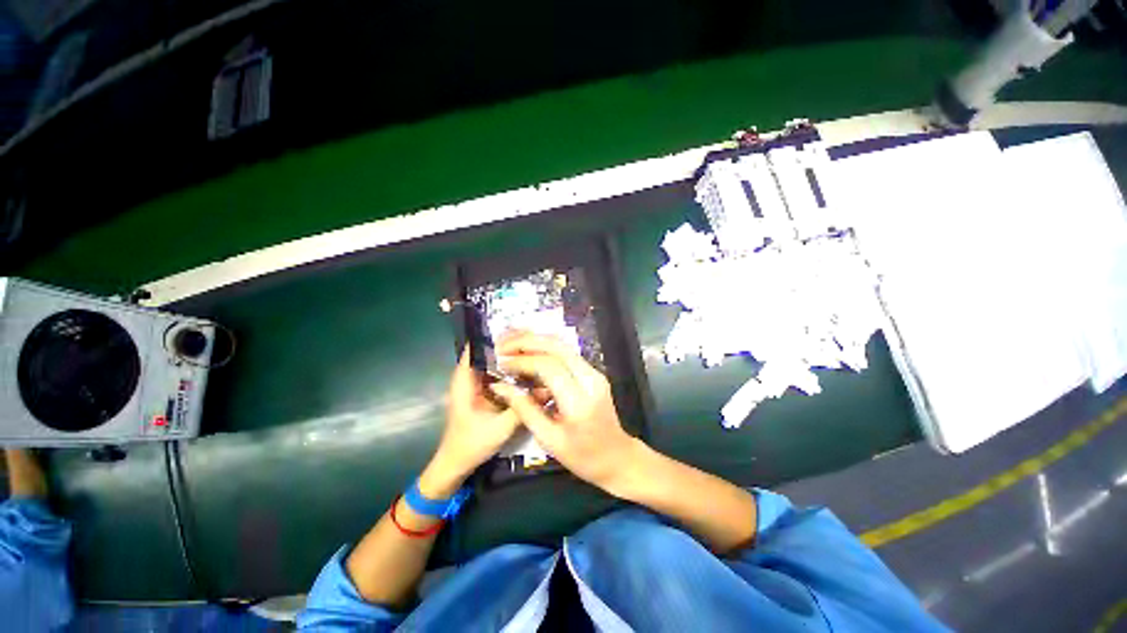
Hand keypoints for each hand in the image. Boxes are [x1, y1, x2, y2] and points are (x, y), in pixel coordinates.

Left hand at [420, 348, 520, 497]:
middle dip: (506, 346)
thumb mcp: (500, 427)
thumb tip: (546, 390)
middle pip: (486, 353)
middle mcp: (468, 378)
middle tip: (530, 341)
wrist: (455, 466)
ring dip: (507, 358)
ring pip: (491, 364)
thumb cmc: (471, 445)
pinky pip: (495, 375)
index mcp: (464, 381)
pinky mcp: (481, 394)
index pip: (475, 349)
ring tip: (530, 352)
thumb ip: (522, 407)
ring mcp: (474, 386)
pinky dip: (507, 371)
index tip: (517, 333)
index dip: (494, 338)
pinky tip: (525, 371)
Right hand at [489, 332, 641, 493]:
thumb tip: (500, 386)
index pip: (549, 367)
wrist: (617, 457)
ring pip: (563, 345)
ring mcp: (595, 373)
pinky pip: (567, 353)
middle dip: (527, 341)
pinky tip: (529, 352)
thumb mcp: (548, 439)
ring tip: (512, 344)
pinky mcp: (593, 372)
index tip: (501, 363)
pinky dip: (546, 348)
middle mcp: (590, 380)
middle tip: (503, 345)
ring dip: (536, 341)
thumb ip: (524, 409)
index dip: (522, 361)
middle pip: (557, 347)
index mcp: (579, 402)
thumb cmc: (582, 456)